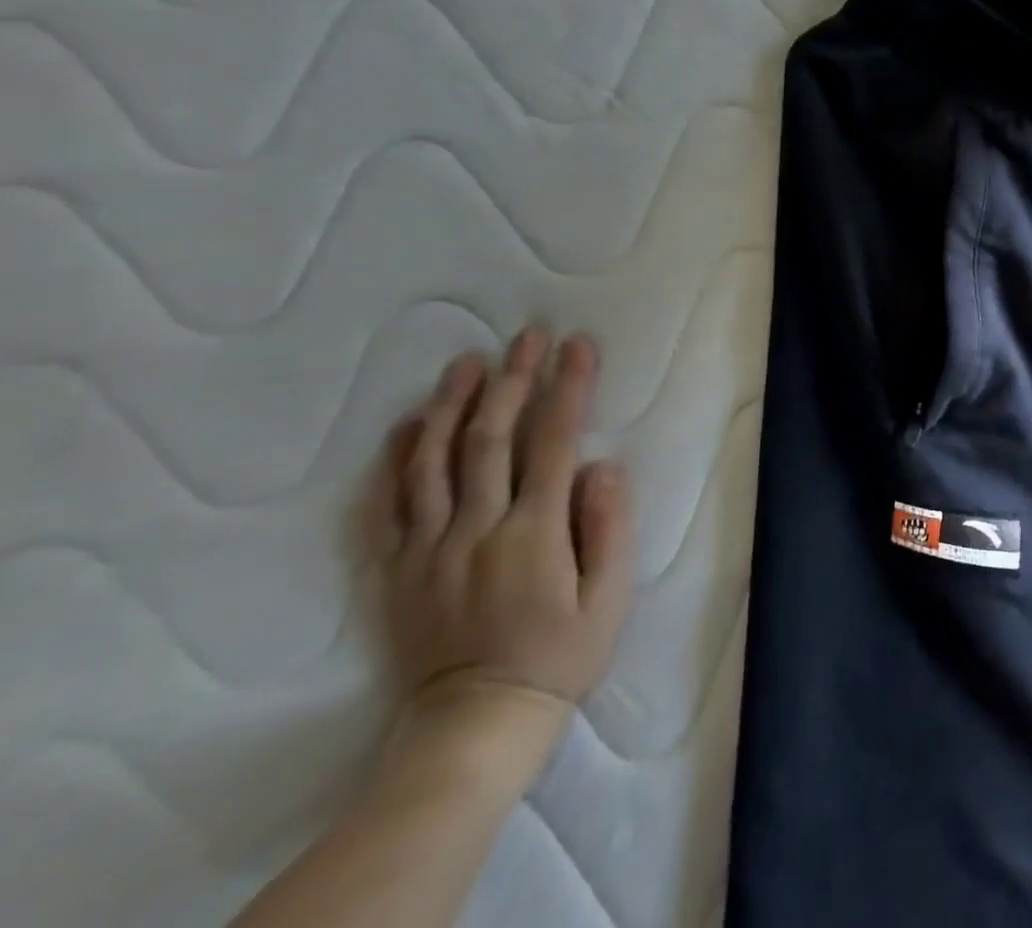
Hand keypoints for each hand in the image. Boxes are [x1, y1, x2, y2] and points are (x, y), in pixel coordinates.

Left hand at [371, 329, 634, 758]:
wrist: (472, 727)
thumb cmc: (559, 656)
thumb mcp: (609, 599)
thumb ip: (609, 527)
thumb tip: (602, 467)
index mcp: (534, 533)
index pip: (554, 442)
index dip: (568, 388)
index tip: (578, 347)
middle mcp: (477, 529)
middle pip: (492, 438)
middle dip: (512, 379)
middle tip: (526, 336)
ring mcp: (430, 548)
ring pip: (434, 461)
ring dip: (453, 404)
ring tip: (467, 361)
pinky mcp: (399, 569)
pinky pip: (390, 505)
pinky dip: (397, 459)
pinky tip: (409, 424)